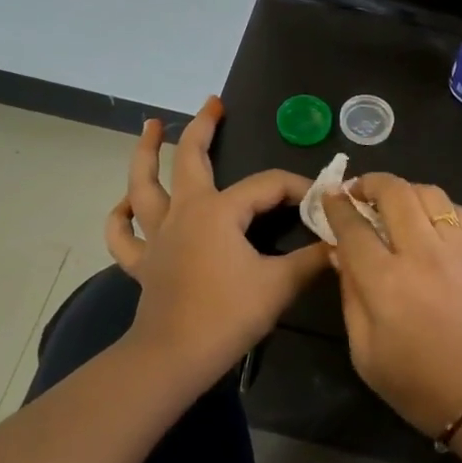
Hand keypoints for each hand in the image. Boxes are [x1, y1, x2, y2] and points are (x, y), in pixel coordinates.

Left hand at [106, 97, 328, 382]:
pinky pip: (124, 235)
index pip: (267, 185)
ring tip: (149, 126)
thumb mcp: (279, 285)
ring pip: (143, 185)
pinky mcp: (143, 263)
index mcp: (218, 211)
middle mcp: (184, 212)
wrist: (173, 359)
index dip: (297, 187)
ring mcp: (158, 236)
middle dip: (202, 127)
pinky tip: (124, 205)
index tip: (322, 200)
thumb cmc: (227, 316)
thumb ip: (312, 260)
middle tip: (213, 103)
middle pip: (190, 158)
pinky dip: (121, 217)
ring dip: (145, 153)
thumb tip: (341, 245)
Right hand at [321, 174, 461, 437]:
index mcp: (384, 282)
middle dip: (370, 183)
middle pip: (393, 193)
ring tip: (393, 201)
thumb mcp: (365, 354)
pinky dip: (436, 205)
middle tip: (358, 191)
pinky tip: (428, 219)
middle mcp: (421, 253)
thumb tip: (341, 255)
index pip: (353, 227)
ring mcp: (457, 248)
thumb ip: (350, 297)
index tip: (329, 196)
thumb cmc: (420, 385)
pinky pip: (457, 210)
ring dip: (404, 189)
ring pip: (428, 193)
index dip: (336, 207)